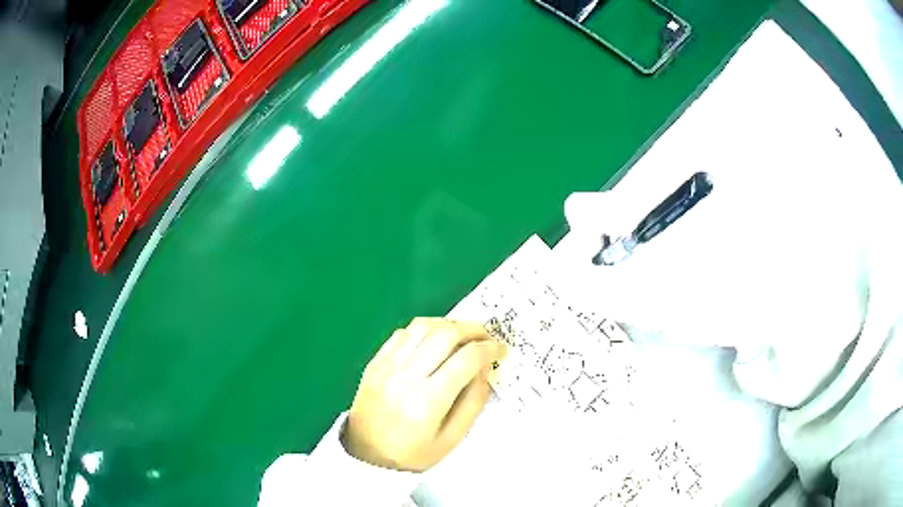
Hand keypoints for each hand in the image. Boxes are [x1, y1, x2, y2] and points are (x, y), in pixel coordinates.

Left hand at [342, 318, 506, 471]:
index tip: (500, 349)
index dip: (489, 349)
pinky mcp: (374, 362)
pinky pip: (402, 333)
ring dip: (448, 324)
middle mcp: (405, 377)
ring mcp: (386, 366)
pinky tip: (432, 341)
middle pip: (445, 334)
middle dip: (473, 329)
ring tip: (462, 335)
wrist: (366, 455)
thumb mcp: (452, 439)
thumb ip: (473, 403)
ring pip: (422, 326)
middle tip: (486, 336)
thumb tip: (485, 369)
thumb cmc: (412, 453)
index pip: (466, 359)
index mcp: (427, 401)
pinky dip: (423, 330)